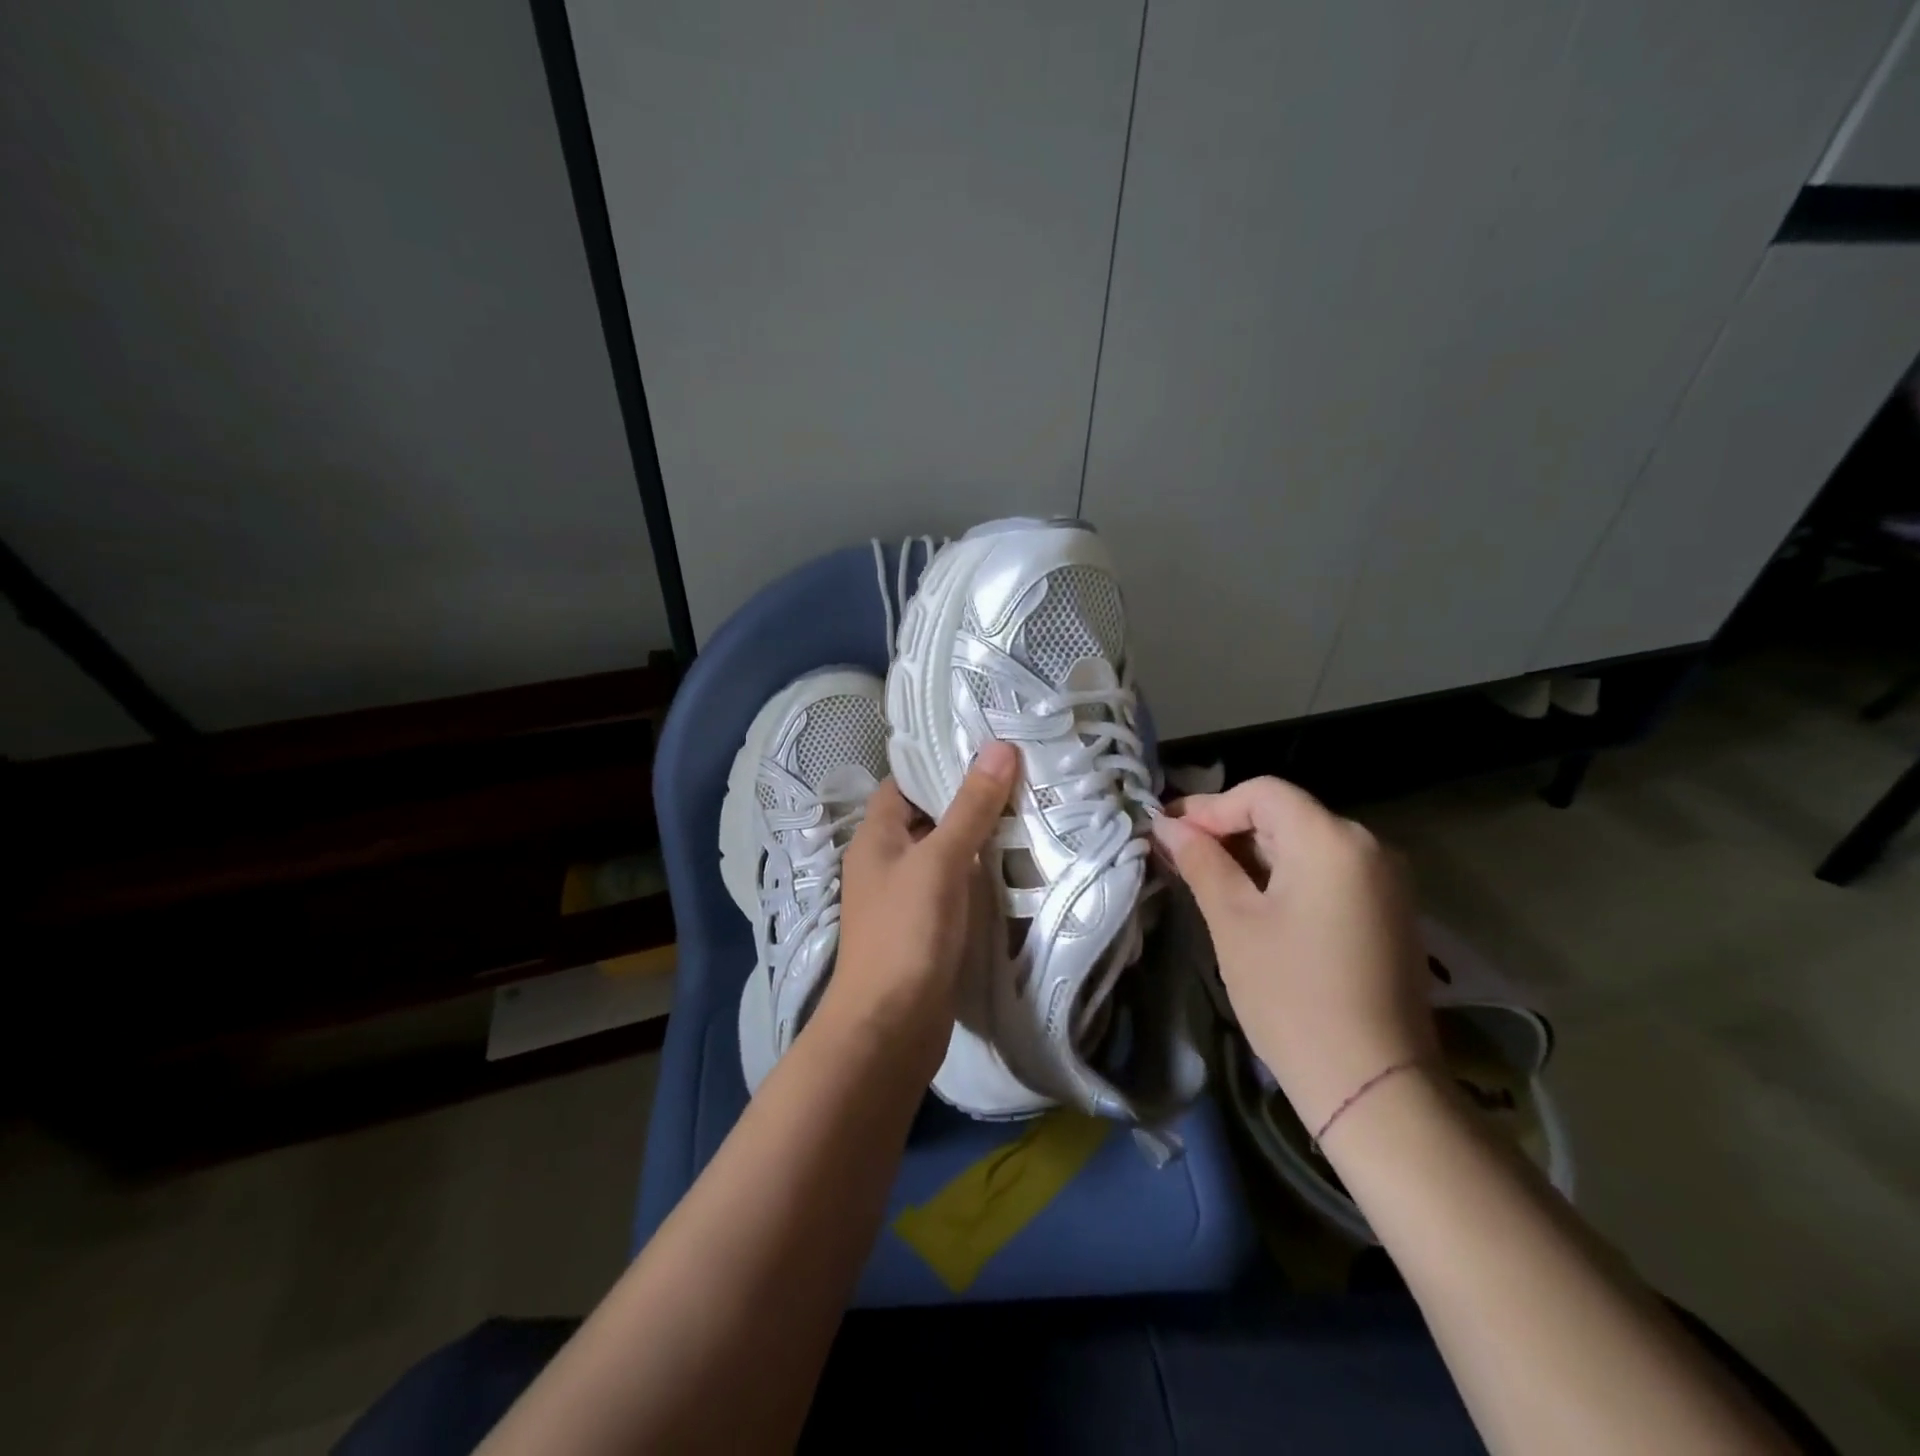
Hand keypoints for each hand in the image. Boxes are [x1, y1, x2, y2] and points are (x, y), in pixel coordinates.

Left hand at [820, 742, 1018, 1074]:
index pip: (905, 784)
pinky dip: (982, 876)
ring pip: (947, 855)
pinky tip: (1019, 868)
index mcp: (876, 837)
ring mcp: (907, 898)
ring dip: (981, 839)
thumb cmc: (906, 933)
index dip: (940, 764)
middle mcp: (887, 862)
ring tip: (1032, 812)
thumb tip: (999, 748)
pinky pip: (956, 888)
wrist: (890, 1028)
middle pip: (930, 817)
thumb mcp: (940, 861)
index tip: (988, 749)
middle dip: (971, 800)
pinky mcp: (928, 929)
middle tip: (1024, 778)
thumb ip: (970, 808)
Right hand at [1150, 777, 1436, 1134]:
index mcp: (1330, 839)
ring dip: (1254, 854)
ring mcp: (1387, 881)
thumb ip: (1201, 862)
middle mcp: (1369, 846)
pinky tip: (1254, 903)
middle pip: (1286, 815)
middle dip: (1229, 829)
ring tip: (1208, 879)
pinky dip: (1286, 876)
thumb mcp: (1233, 922)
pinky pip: (1328, 873)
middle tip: (1180, 856)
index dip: (1210, 807)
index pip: (1262, 793)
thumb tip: (1168, 826)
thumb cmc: (1291, 995)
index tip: (1168, 832)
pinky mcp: (1390, 912)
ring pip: (1305, 844)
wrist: (1373, 1086)